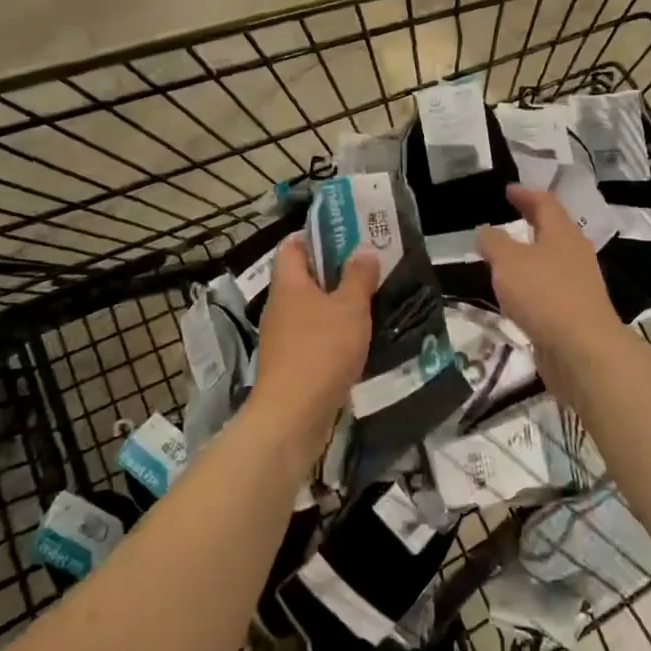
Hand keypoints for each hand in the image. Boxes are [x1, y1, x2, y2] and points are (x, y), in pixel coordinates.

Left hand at [252, 236, 378, 456]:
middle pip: (304, 276)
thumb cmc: (320, 351)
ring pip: (311, 308)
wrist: (292, 416)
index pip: (293, 245)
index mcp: (288, 283)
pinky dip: (333, 332)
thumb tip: (363, 249)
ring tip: (370, 299)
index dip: (316, 235)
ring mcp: (282, 336)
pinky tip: (358, 338)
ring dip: (336, 303)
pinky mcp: (290, 363)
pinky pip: (313, 335)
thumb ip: (358, 277)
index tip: (347, 234)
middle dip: (334, 270)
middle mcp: (280, 305)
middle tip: (369, 265)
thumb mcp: (349, 308)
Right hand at [478, 184, 623, 392]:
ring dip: (530, 255)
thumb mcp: (508, 262)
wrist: (583, 351)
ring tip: (505, 257)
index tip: (508, 190)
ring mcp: (578, 284)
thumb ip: (494, 243)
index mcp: (562, 233)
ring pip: (551, 260)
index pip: (545, 203)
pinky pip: (549, 288)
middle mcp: (574, 253)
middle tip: (507, 217)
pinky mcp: (574, 312)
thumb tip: (486, 232)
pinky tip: (516, 295)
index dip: (525, 194)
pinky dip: (531, 284)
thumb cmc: (545, 295)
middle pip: (553, 229)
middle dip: (530, 222)